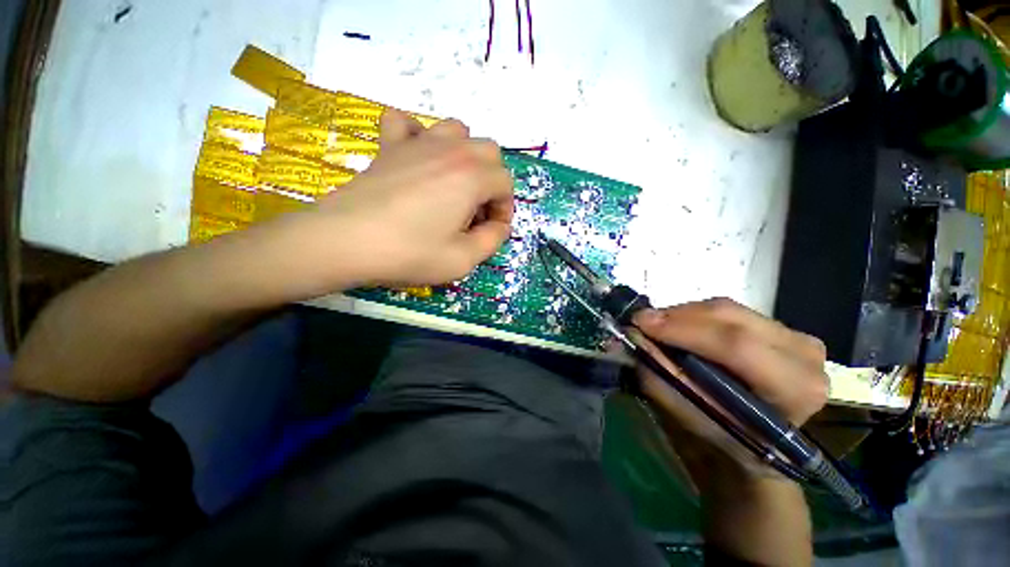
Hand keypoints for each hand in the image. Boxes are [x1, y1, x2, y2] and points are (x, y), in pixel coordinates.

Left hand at [306, 110, 513, 286]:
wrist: (344, 241)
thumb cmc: (409, 253)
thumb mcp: (463, 260)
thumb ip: (492, 241)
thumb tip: (500, 227)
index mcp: (471, 177)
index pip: (505, 184)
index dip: (505, 209)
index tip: (492, 230)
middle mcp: (450, 151)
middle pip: (489, 152)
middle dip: (491, 182)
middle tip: (476, 211)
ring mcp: (417, 143)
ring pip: (456, 131)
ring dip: (465, 156)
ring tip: (454, 185)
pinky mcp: (388, 146)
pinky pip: (406, 123)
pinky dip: (418, 136)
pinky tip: (416, 159)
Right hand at [631, 298, 823, 566]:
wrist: (761, 445)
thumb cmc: (728, 439)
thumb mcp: (692, 416)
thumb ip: (663, 376)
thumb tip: (635, 339)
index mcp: (795, 388)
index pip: (736, 345)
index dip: (683, 329)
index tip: (640, 323)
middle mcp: (805, 355)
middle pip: (730, 318)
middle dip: (677, 316)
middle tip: (642, 321)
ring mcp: (796, 337)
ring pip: (727, 309)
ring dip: (683, 314)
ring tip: (656, 325)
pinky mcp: (782, 328)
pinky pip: (729, 311)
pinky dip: (695, 315)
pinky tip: (678, 326)